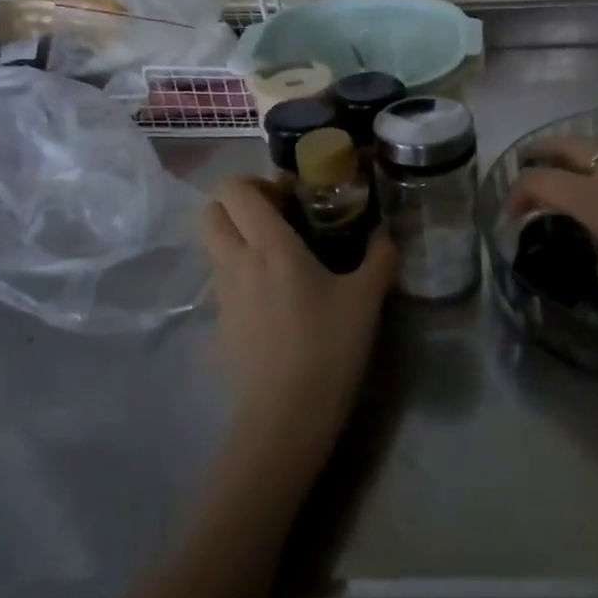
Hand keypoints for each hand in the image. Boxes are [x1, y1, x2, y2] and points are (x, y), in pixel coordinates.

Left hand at [202, 178, 397, 486]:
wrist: (286, 415)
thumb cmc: (328, 346)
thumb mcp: (366, 299)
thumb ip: (380, 257)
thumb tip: (386, 232)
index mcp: (269, 246)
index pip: (234, 190)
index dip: (256, 183)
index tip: (290, 197)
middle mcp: (236, 262)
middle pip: (212, 213)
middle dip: (238, 206)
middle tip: (277, 219)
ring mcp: (222, 295)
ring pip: (214, 248)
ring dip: (238, 239)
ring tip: (279, 258)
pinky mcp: (220, 324)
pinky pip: (223, 282)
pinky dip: (240, 274)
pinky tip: (276, 299)